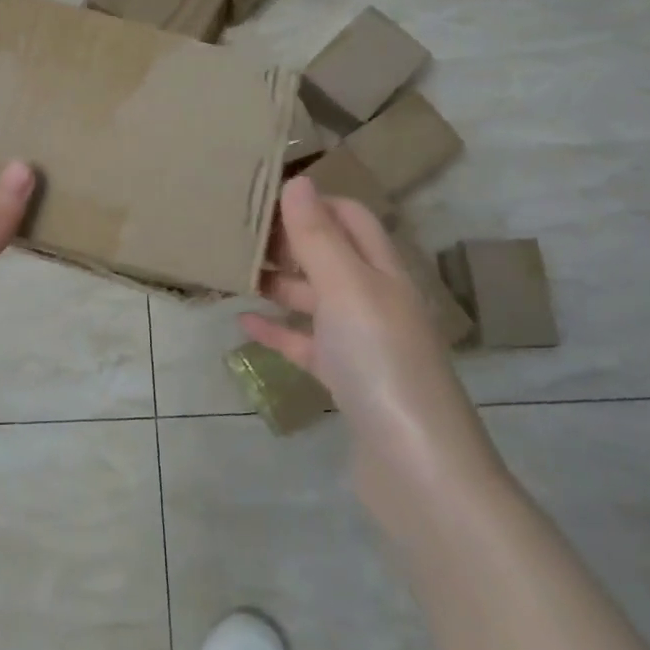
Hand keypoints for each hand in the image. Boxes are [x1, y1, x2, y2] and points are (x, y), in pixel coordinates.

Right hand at [240, 176, 496, 492]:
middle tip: (238, 232)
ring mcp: (362, 342)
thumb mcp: (347, 289)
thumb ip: (319, 237)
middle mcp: (376, 299)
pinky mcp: (346, 380)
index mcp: (384, 271)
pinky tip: (244, 323)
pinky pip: (306, 344)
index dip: (314, 201)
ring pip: (315, 299)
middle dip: (289, 240)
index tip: (262, 194)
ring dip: (279, 283)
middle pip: (331, 255)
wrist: (417, 468)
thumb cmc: (381, 361)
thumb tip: (298, 180)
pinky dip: (279, 331)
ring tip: (232, 272)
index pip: (351, 217)